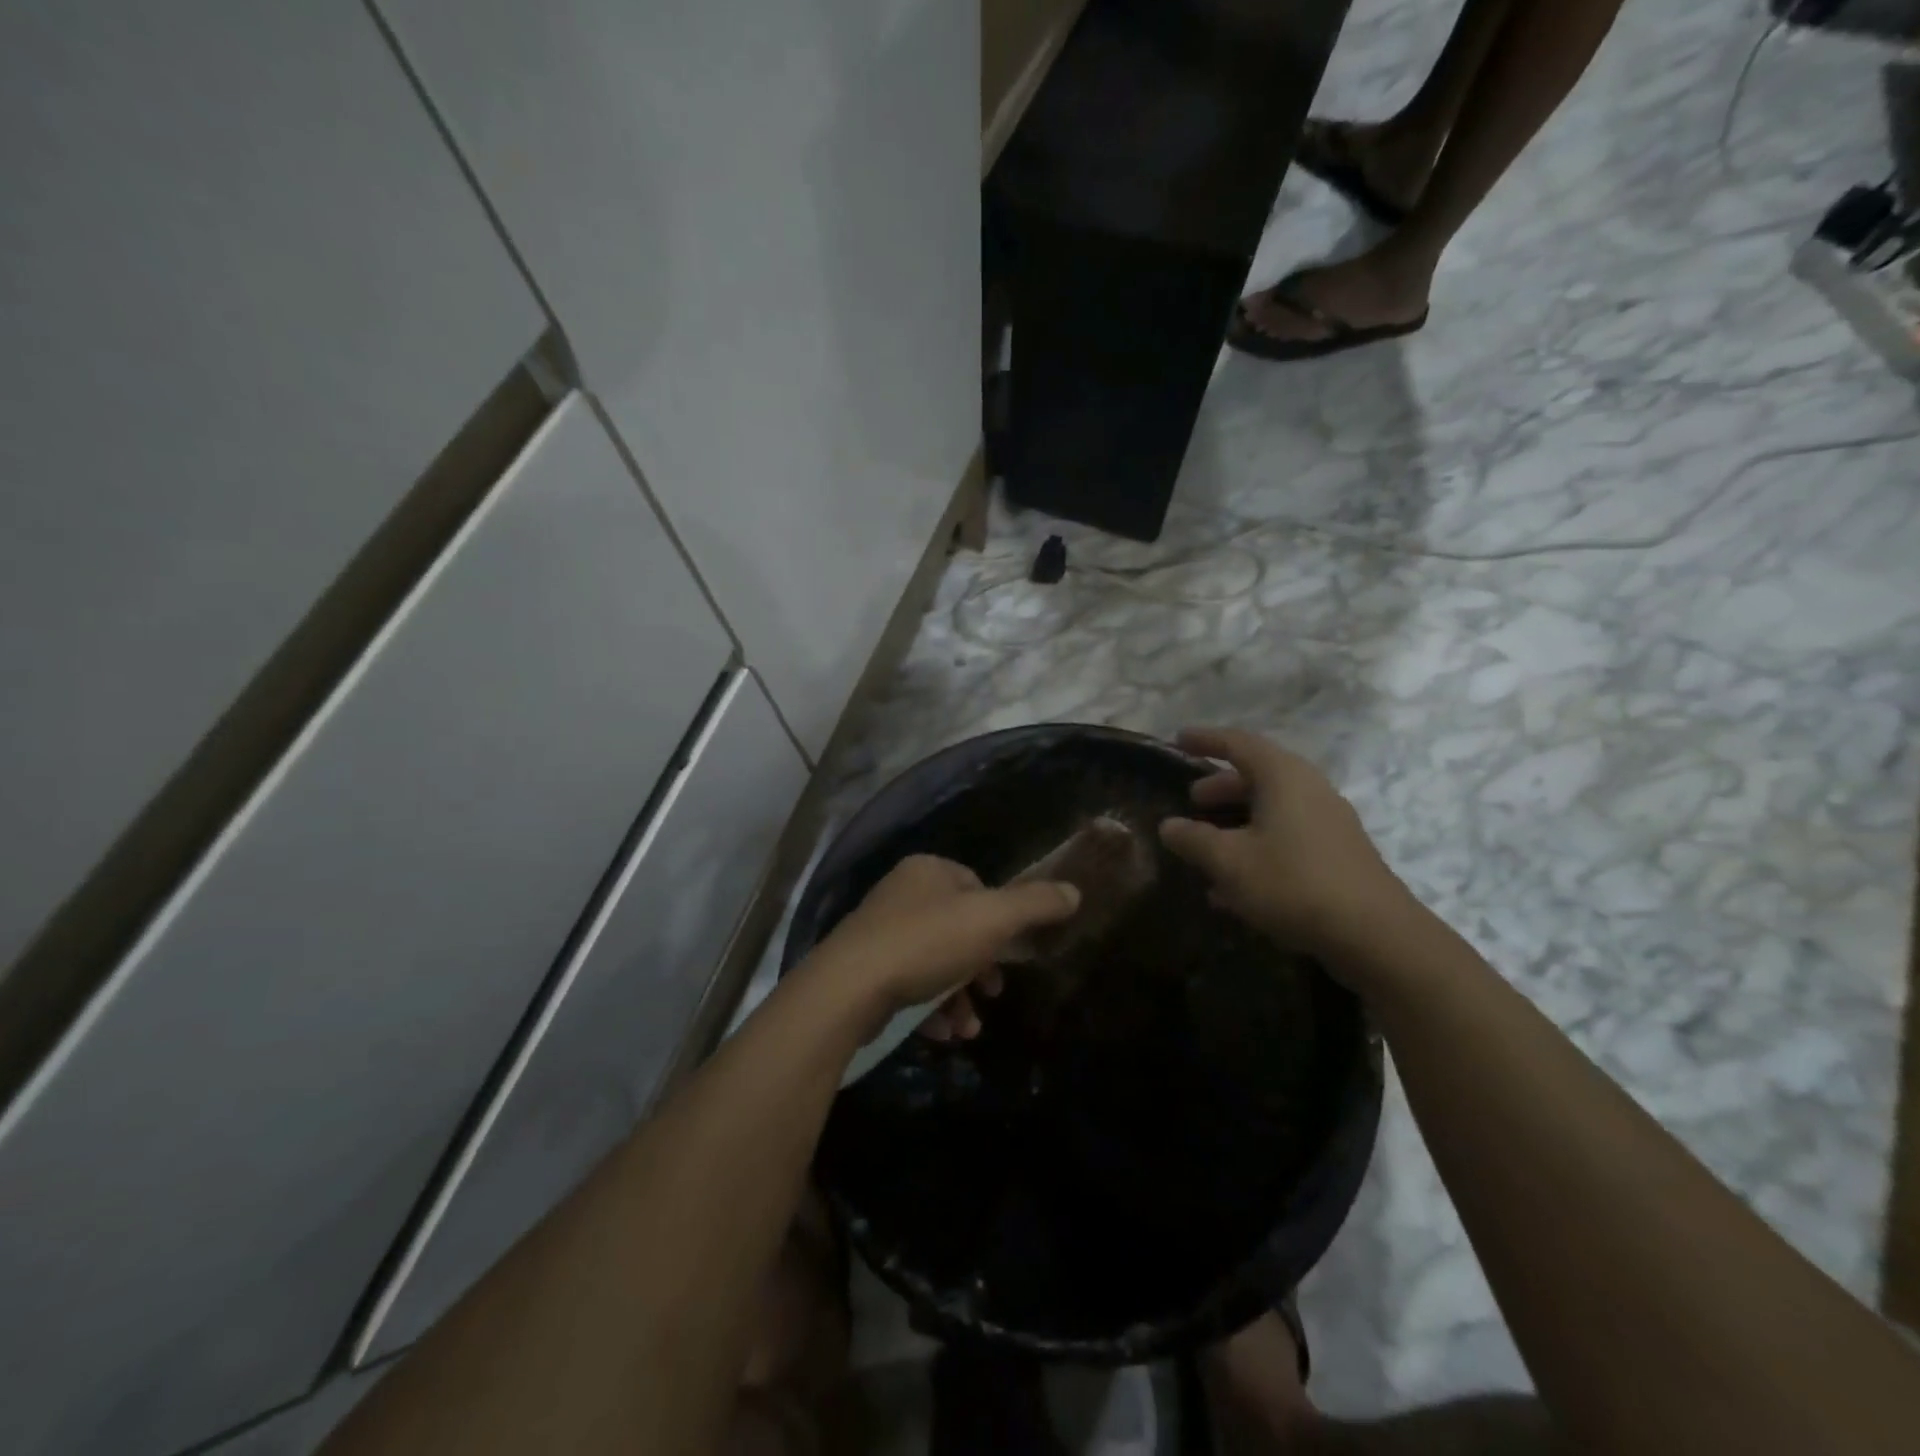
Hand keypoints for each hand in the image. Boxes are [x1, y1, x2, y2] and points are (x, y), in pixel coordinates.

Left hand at [804, 855, 1080, 1041]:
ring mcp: (879, 932)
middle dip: (980, 969)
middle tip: (993, 995)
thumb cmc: (927, 943)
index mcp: (928, 870)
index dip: (999, 920)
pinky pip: (909, 983)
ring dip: (958, 997)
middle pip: (958, 928)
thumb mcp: (992, 919)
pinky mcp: (864, 969)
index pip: (977, 886)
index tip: (1011, 954)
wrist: (849, 988)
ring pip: (935, 962)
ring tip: (968, 1029)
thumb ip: (1034, 905)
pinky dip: (930, 1008)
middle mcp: (901, 893)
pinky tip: (940, 1033)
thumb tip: (1074, 891)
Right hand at [1158, 727, 1411, 956]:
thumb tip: (1169, 825)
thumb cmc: (1293, 883)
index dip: (1206, 740)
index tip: (1178, 739)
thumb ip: (1194, 839)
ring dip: (1236, 823)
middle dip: (1220, 787)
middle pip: (1257, 777)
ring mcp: (1328, 824)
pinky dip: (1256, 848)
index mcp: (1283, 777)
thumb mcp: (1229, 861)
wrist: (1375, 935)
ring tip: (1205, 847)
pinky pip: (1287, 838)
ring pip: (1271, 811)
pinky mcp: (1337, 856)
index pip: (1239, 743)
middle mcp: (1309, 790)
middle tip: (1191, 801)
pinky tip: (1232, 888)